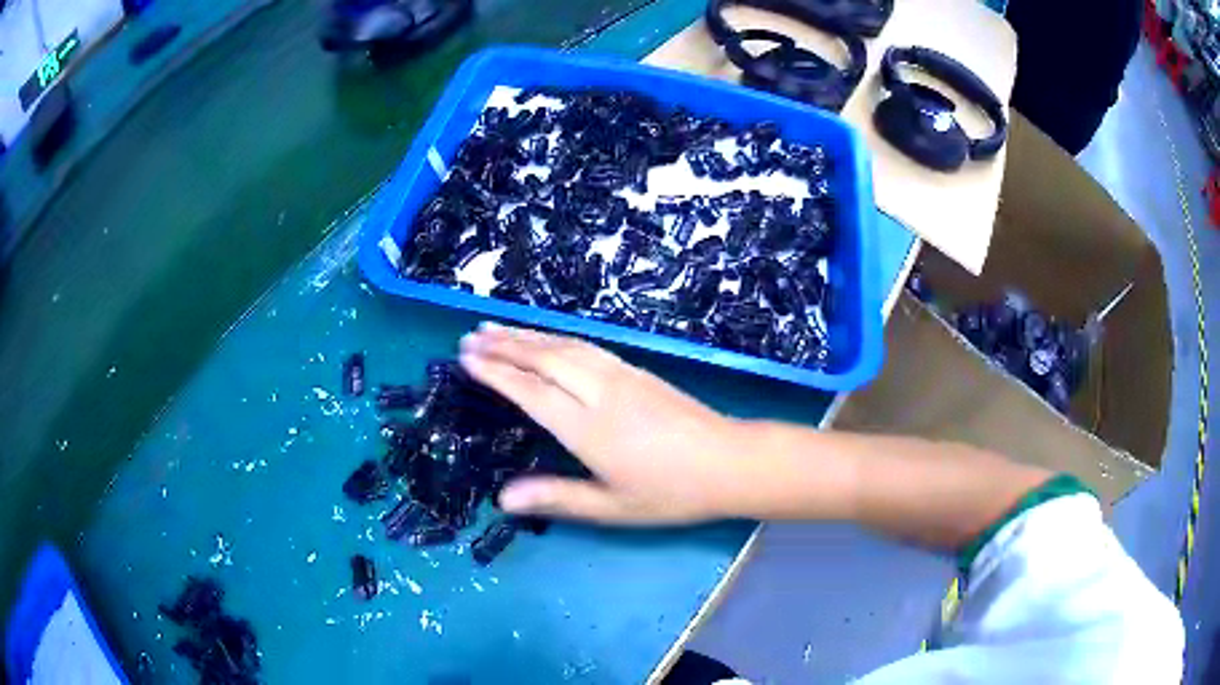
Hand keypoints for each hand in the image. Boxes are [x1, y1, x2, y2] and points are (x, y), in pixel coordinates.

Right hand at [459, 323, 752, 524]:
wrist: (729, 461)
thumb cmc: (671, 492)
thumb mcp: (612, 507)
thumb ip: (557, 497)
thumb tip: (503, 499)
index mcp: (588, 427)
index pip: (529, 391)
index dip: (495, 372)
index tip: (466, 358)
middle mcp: (599, 392)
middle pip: (543, 358)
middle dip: (503, 344)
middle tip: (470, 336)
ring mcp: (621, 375)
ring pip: (565, 346)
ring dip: (527, 334)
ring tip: (497, 328)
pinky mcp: (638, 370)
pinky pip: (587, 346)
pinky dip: (557, 338)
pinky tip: (549, 339)